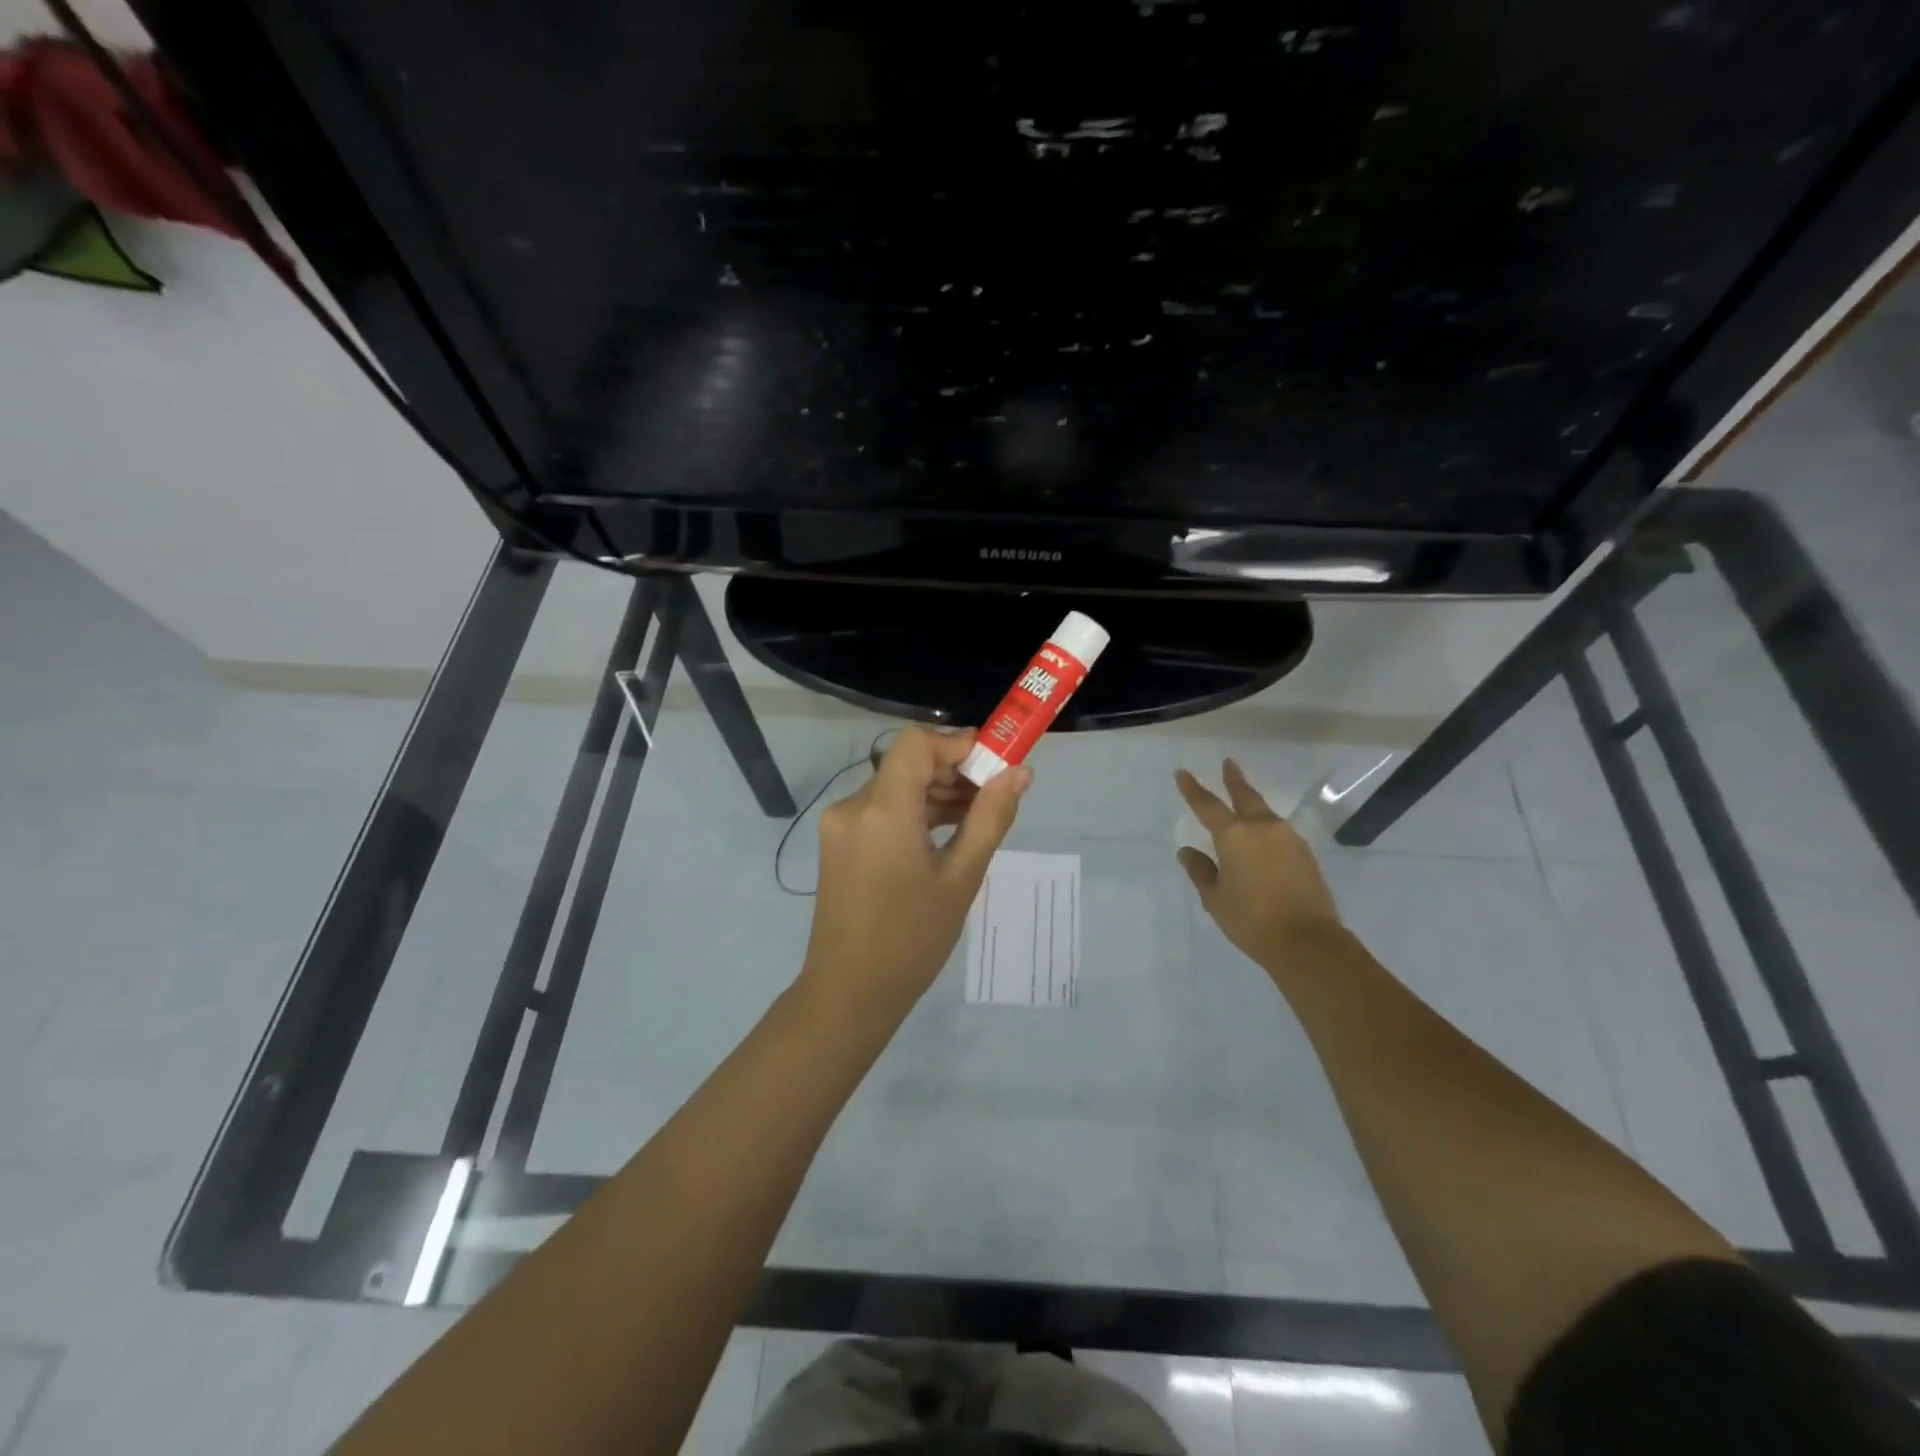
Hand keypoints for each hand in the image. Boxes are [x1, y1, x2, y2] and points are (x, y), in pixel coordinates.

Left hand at [800, 726, 1030, 1020]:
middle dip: (954, 770)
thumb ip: (991, 817)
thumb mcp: (962, 876)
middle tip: (996, 794)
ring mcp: (841, 824)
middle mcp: (853, 805)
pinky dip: (915, 811)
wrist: (850, 992)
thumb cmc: (913, 939)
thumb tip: (1020, 772)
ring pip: (896, 786)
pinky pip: (882, 809)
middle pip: (908, 763)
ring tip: (979, 817)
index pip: (917, 743)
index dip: (958, 744)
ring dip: (936, 792)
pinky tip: (947, 831)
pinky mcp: (839, 842)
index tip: (995, 763)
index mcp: (882, 809)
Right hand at [1175, 760, 1345, 968]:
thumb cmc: (1251, 920)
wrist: (1307, 942)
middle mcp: (1262, 828)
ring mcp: (1288, 838)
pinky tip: (1262, 840)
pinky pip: (1279, 833)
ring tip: (1243, 803)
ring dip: (1251, 805)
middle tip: (1228, 763)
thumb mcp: (1215, 898)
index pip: (1207, 805)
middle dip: (1234, 779)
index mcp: (1234, 835)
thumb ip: (1200, 871)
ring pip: (1264, 813)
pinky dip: (1266, 829)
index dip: (1192, 788)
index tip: (1182, 773)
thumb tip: (1187, 852)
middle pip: (1245, 795)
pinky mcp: (1305, 854)